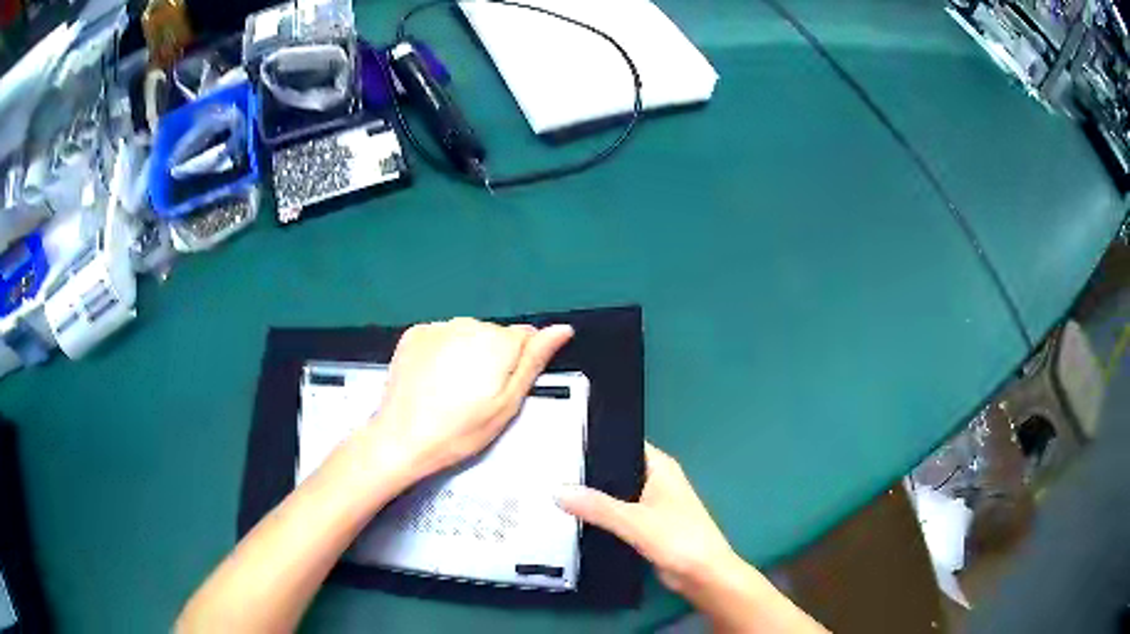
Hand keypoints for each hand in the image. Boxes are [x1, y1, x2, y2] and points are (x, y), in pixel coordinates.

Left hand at [368, 317, 573, 480]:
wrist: (402, 438)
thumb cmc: (461, 430)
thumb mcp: (507, 404)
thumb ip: (534, 361)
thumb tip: (562, 329)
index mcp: (498, 342)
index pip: (525, 336)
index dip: (519, 362)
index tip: (502, 388)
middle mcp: (469, 323)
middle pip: (494, 334)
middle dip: (492, 357)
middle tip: (476, 394)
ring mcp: (438, 326)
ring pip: (466, 333)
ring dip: (466, 352)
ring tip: (451, 388)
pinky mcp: (415, 333)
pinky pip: (440, 336)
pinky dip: (441, 351)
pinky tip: (433, 378)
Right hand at [558, 443, 828, 632]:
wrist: (702, 576)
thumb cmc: (679, 539)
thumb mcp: (634, 521)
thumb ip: (597, 506)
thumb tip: (557, 491)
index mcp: (659, 466)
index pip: (622, 443)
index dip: (594, 442)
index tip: (559, 442)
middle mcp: (654, 480)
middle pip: (614, 469)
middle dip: (587, 472)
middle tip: (549, 469)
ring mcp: (650, 504)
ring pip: (614, 494)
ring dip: (592, 497)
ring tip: (552, 490)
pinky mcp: (645, 525)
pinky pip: (616, 514)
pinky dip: (600, 515)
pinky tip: (573, 517)